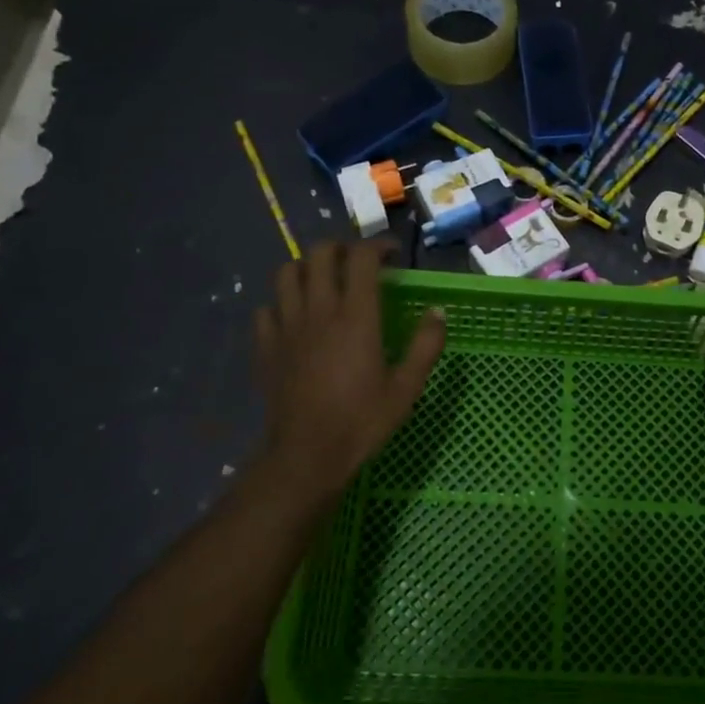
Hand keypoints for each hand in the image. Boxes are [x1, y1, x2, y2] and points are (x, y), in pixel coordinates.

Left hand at [253, 242, 444, 499]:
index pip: (361, 258)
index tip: (392, 254)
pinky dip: (281, 303)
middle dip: (340, 248)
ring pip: (286, 273)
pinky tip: (295, 318)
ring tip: (323, 281)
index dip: (378, 246)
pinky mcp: (266, 347)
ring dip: (307, 268)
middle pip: (319, 254)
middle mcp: (318, 311)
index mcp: (355, 317)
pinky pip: (266, 309)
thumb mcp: (407, 388)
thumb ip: (426, 345)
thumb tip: (438, 311)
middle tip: (357, 263)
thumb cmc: (361, 421)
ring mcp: (287, 327)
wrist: (305, 457)